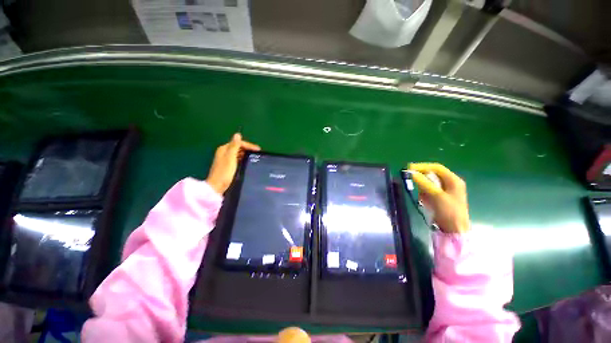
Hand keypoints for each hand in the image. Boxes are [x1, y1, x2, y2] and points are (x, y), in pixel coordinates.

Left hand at [206, 133, 260, 194]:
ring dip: (246, 154)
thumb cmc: (225, 172)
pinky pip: (237, 159)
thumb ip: (234, 146)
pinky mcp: (228, 166)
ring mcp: (225, 159)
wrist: (217, 186)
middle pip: (238, 147)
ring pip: (238, 153)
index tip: (259, 150)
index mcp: (224, 149)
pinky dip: (243, 159)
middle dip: (248, 149)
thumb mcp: (231, 157)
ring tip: (255, 157)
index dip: (249, 145)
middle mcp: (224, 152)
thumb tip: (237, 134)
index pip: (238, 143)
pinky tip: (248, 162)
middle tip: (258, 153)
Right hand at [408, 163, 469, 233]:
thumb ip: (424, 183)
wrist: (454, 229)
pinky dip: (424, 194)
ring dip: (422, 188)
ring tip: (423, 197)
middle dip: (422, 179)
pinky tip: (425, 201)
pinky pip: (428, 191)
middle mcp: (450, 183)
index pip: (436, 168)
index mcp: (453, 180)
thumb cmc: (449, 211)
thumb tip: (412, 173)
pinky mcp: (440, 197)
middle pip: (432, 175)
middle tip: (411, 181)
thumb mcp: (436, 196)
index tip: (409, 168)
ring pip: (429, 183)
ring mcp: (445, 190)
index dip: (422, 166)